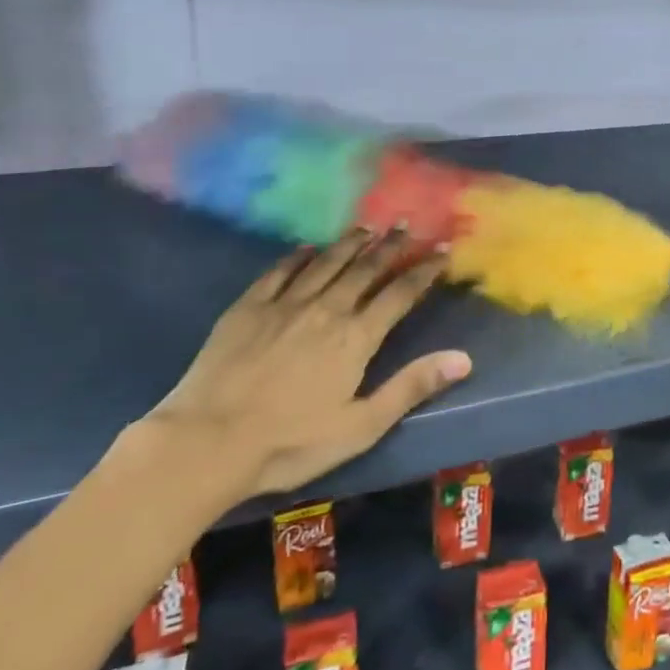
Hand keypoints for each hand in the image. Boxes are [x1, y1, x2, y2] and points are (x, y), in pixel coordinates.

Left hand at [141, 231, 471, 507]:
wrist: (206, 442)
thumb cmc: (290, 443)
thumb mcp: (361, 426)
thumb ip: (411, 387)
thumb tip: (463, 358)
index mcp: (356, 337)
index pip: (399, 294)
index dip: (423, 270)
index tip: (441, 250)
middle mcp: (326, 309)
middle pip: (365, 269)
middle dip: (390, 246)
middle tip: (406, 226)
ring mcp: (285, 304)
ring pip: (326, 262)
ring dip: (350, 243)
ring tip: (367, 227)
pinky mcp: (248, 307)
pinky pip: (280, 271)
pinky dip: (298, 256)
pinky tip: (306, 247)